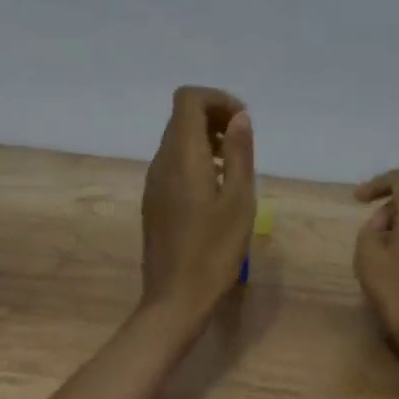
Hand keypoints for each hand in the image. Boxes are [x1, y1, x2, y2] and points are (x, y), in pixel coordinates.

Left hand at [141, 86, 256, 320]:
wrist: (175, 299)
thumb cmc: (214, 251)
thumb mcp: (239, 200)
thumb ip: (239, 153)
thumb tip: (240, 117)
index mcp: (182, 156)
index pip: (188, 99)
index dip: (218, 99)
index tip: (243, 123)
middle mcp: (161, 161)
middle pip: (182, 116)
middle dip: (215, 117)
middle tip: (244, 143)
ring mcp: (154, 181)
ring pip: (178, 139)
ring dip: (207, 139)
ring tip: (235, 166)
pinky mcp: (154, 199)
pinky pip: (174, 162)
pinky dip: (197, 159)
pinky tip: (218, 188)